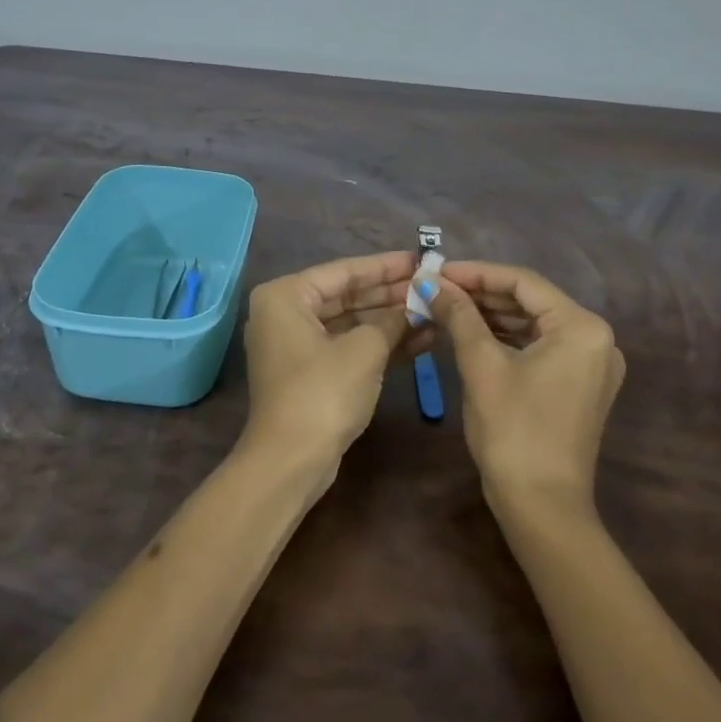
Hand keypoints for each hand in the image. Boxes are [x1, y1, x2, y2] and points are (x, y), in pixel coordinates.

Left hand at [240, 252, 426, 477]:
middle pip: (347, 296)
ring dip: (391, 322)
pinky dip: (380, 345)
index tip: (420, 260)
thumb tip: (416, 307)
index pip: (344, 271)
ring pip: (351, 324)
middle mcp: (285, 314)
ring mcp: (296, 346)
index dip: (386, 267)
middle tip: (432, 287)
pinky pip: (348, 348)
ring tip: (435, 314)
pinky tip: (421, 340)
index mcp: (286, 296)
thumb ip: (392, 321)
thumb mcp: (364, 350)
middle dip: (391, 295)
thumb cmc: (323, 391)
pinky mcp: (310, 374)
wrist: (291, 461)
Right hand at [427, 261, 625, 514]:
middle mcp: (596, 339)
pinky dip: (506, 338)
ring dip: (491, 315)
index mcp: (582, 327)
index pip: (523, 282)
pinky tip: (471, 333)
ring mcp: (591, 365)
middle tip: (437, 289)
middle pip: (531, 301)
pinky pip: (540, 347)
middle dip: (482, 294)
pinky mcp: (579, 386)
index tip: (437, 270)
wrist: (542, 508)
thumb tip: (430, 282)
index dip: (477, 272)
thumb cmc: (513, 430)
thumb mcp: (481, 365)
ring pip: (534, 324)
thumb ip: (458, 315)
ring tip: (447, 307)